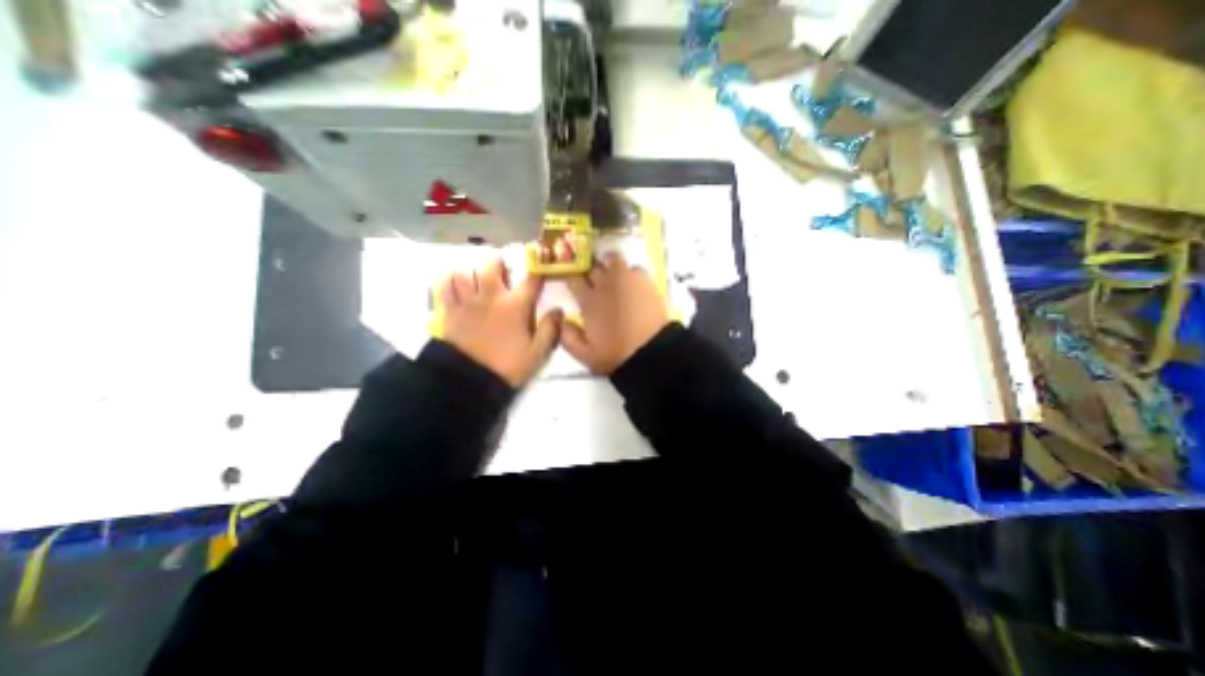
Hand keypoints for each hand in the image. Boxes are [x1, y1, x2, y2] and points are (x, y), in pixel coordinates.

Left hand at [438, 255, 558, 387]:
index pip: (530, 280)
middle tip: (502, 268)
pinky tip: (455, 283)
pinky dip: (449, 280)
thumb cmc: (507, 366)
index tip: (542, 264)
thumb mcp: (536, 354)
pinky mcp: (449, 311)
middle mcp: (491, 297)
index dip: (538, 269)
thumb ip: (549, 330)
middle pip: (491, 265)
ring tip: (477, 276)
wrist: (469, 381)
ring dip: (473, 271)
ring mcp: (467, 302)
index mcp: (515, 306)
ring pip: (465, 272)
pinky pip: (444, 287)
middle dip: (498, 262)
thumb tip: (558, 310)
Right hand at [564, 251, 672, 373]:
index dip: (571, 277)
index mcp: (588, 302)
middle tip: (593, 278)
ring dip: (608, 264)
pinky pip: (634, 267)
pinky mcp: (645, 281)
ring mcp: (625, 279)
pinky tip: (633, 283)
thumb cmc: (616, 354)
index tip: (573, 280)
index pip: (573, 279)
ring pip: (612, 259)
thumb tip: (561, 320)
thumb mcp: (585, 355)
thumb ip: (568, 337)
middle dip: (589, 269)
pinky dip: (630, 272)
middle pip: (591, 266)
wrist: (650, 351)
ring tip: (612, 273)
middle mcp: (604, 285)